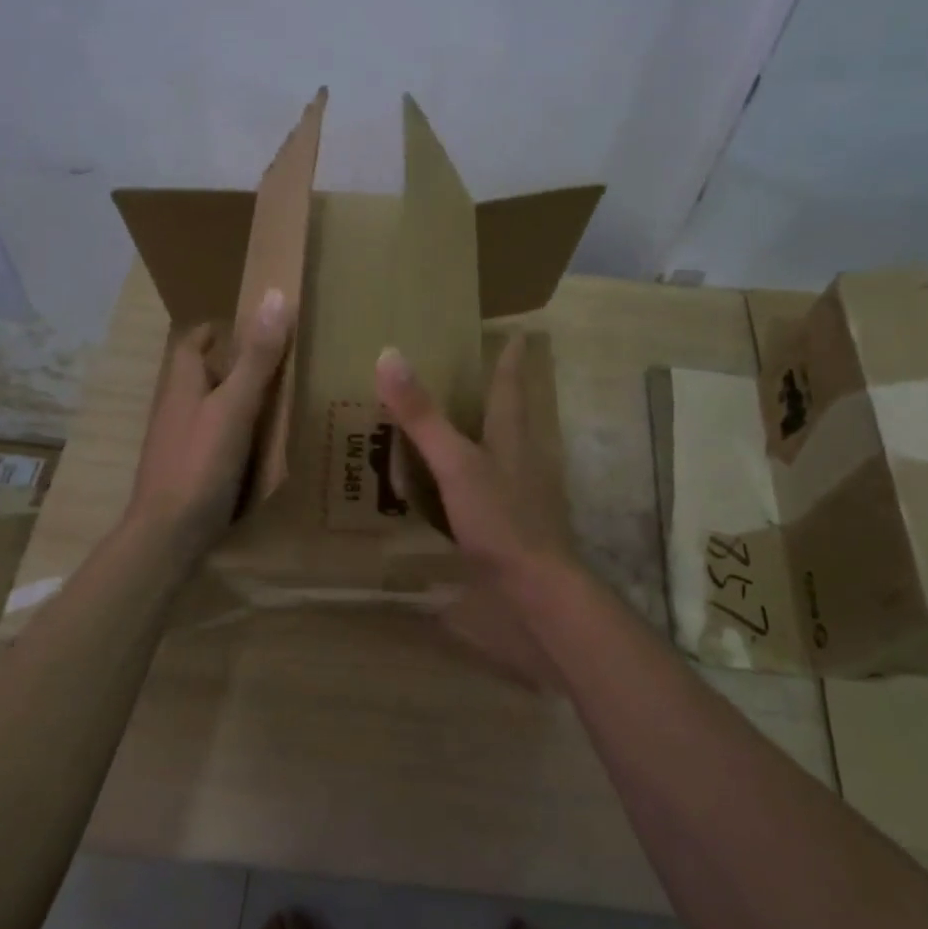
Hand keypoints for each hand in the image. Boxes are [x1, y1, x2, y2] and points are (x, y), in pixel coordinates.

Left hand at [127, 288, 291, 556]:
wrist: (168, 534)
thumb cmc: (200, 463)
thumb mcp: (235, 406)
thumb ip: (256, 358)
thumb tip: (274, 297)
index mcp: (182, 385)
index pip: (192, 342)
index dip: (217, 330)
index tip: (250, 326)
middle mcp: (175, 408)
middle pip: (200, 374)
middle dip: (230, 364)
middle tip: (274, 362)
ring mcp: (178, 442)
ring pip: (206, 408)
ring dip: (233, 398)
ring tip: (275, 400)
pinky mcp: (187, 470)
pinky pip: (212, 438)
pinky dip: (234, 432)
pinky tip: (259, 445)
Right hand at [376, 334, 576, 686]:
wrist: (537, 594)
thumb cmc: (502, 522)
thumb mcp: (456, 465)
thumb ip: (423, 417)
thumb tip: (390, 355)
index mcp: (511, 439)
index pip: (510, 387)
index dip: (509, 359)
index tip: (515, 334)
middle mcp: (519, 462)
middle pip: (509, 419)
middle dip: (494, 397)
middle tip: (469, 376)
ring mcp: (518, 498)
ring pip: (498, 457)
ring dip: (478, 440)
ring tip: (448, 429)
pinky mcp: (509, 530)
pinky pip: (483, 494)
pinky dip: (464, 484)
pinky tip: (445, 495)